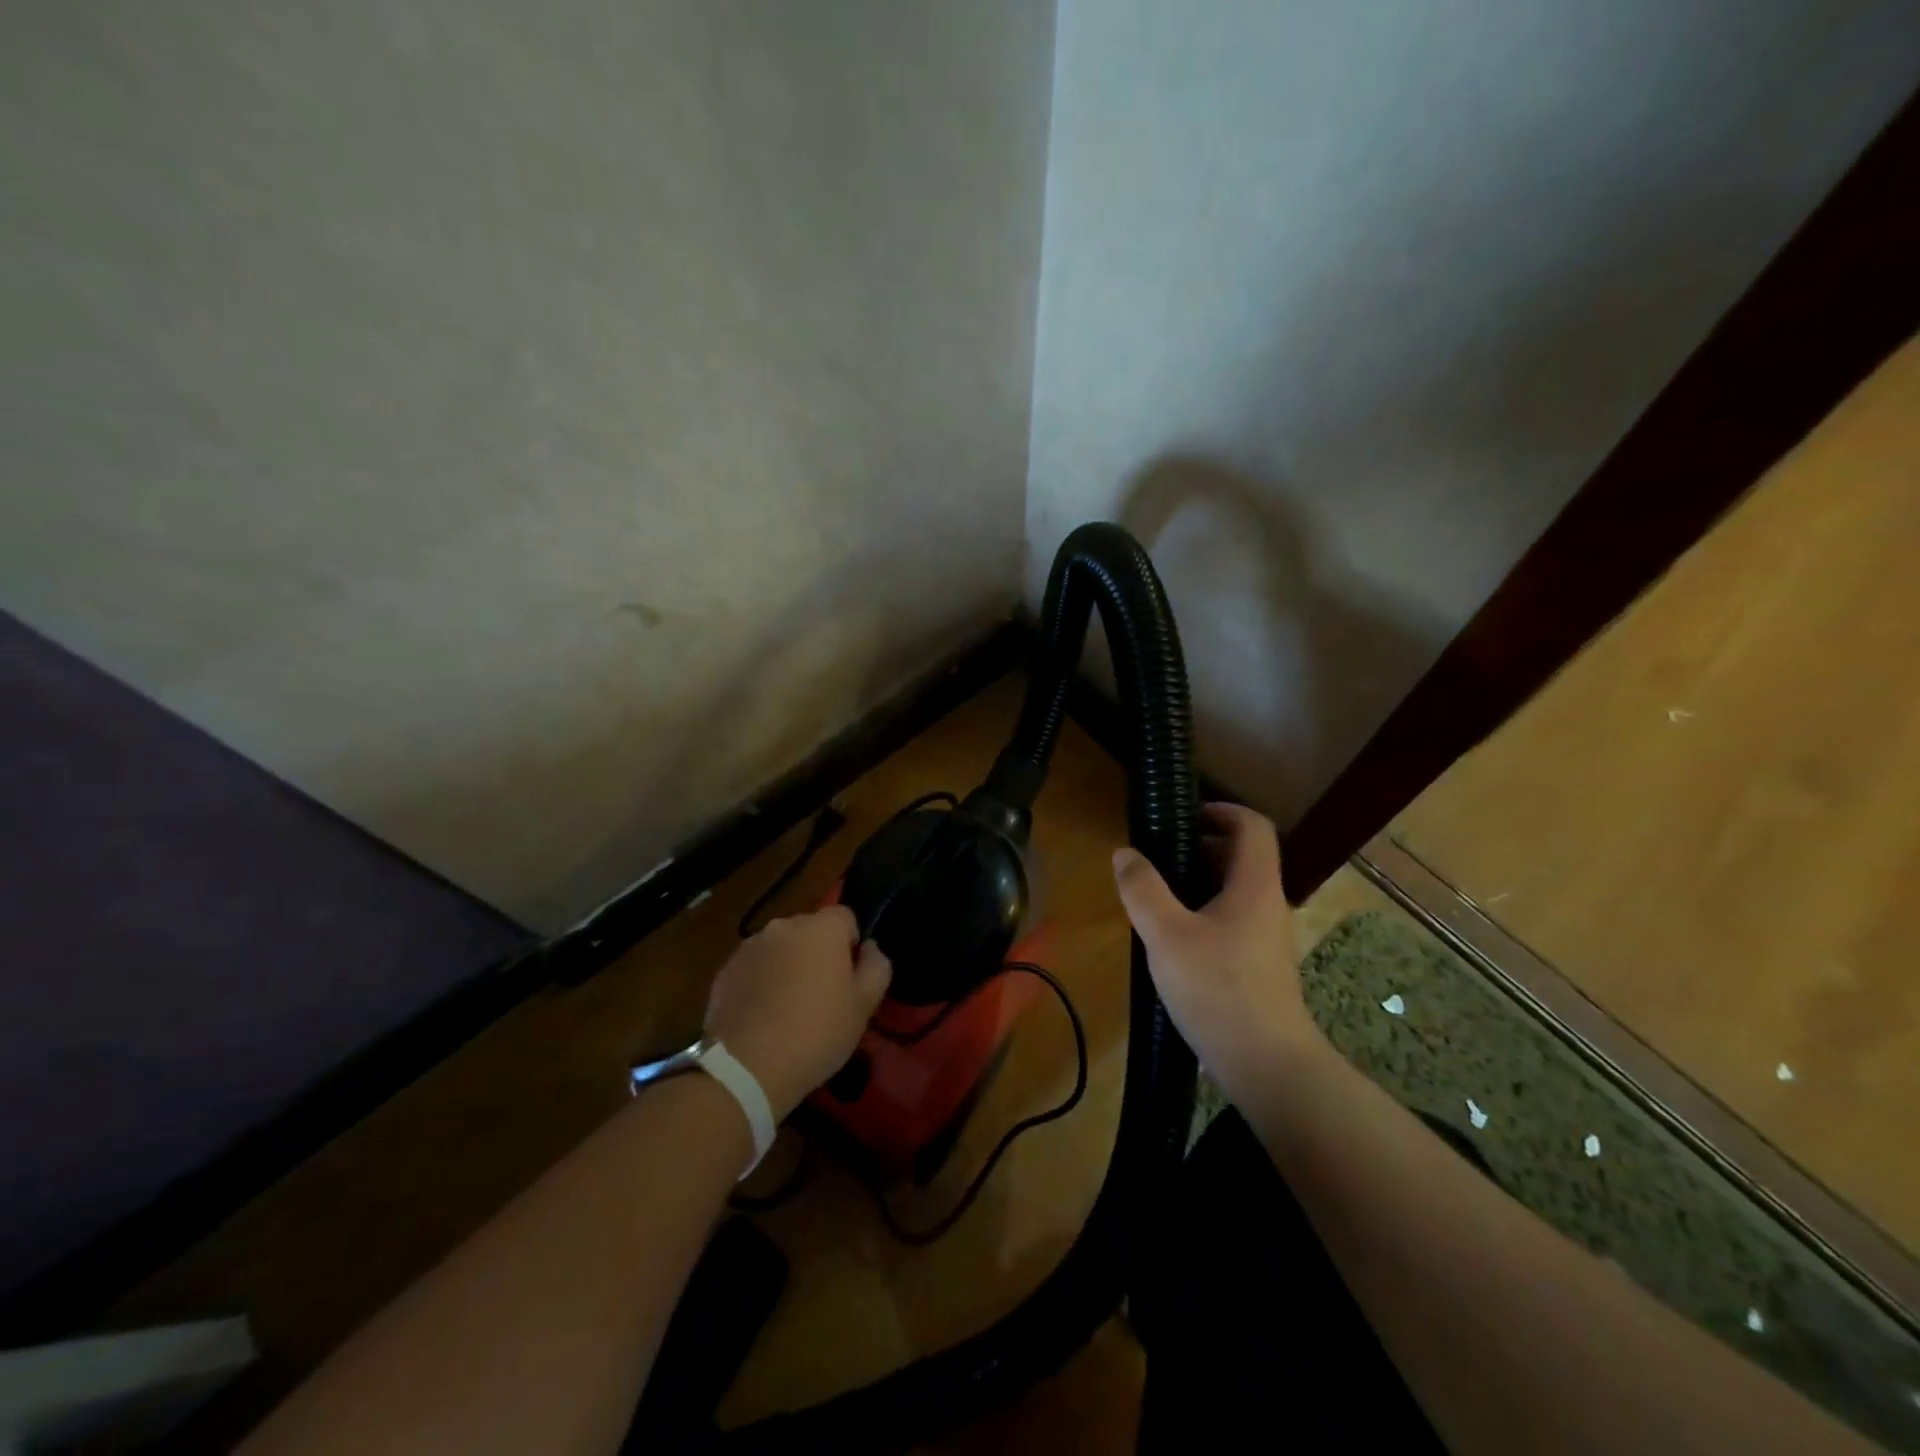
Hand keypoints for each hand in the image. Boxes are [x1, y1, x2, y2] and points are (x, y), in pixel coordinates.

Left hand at [704, 905, 891, 1119]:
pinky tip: (763, 1018)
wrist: (747, 1067)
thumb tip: (870, 949)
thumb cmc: (817, 1032)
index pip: (846, 918)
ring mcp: (750, 946)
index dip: (852, 945)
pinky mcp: (726, 970)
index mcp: (822, 928)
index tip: (849, 978)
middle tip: (822, 997)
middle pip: (811, 931)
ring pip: (781, 949)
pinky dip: (762, 982)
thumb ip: (877, 967)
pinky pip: (755, 968)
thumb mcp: (864, 1006)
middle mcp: (784, 926)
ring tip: (789, 1010)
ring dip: (788, 967)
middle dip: (818, 954)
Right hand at [1112, 803, 1322, 1104]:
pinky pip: (1232, 920)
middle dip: (1200, 847)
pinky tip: (1172, 938)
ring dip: (1198, 882)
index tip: (1183, 815)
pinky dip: (1204, 912)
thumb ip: (1142, 889)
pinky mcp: (1260, 965)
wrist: (1266, 1065)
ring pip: (1235, 891)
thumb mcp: (1165, 934)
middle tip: (1157, 857)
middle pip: (1242, 856)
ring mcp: (1267, 937)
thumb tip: (1125, 853)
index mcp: (1255, 886)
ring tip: (1156, 896)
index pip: (1253, 826)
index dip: (1221, 810)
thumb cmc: (1217, 989)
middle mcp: (1268, 904)